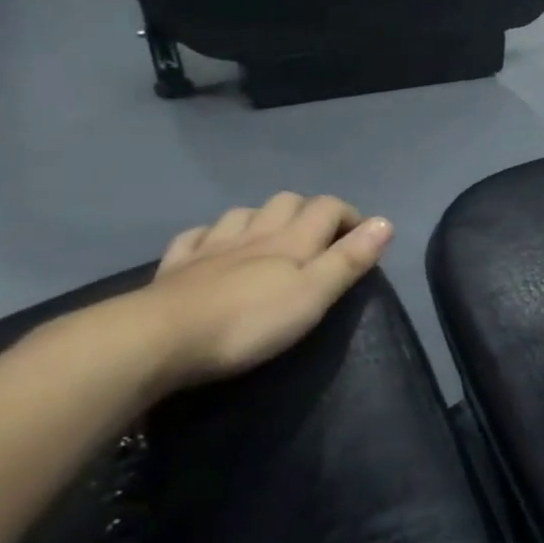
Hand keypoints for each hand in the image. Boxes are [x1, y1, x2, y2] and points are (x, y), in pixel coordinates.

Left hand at [135, 194, 393, 394]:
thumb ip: (350, 259)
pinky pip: (196, 237)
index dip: (348, 215)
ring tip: (270, 239)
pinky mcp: (175, 267)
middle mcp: (254, 233)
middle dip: (308, 210)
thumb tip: (386, 222)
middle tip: (320, 238)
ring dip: (262, 218)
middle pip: (286, 202)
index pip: (327, 207)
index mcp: (292, 240)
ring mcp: (211, 247)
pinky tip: (212, 247)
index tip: (362, 237)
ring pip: (242, 214)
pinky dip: (211, 236)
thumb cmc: (249, 321)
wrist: (157, 340)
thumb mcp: (314, 294)